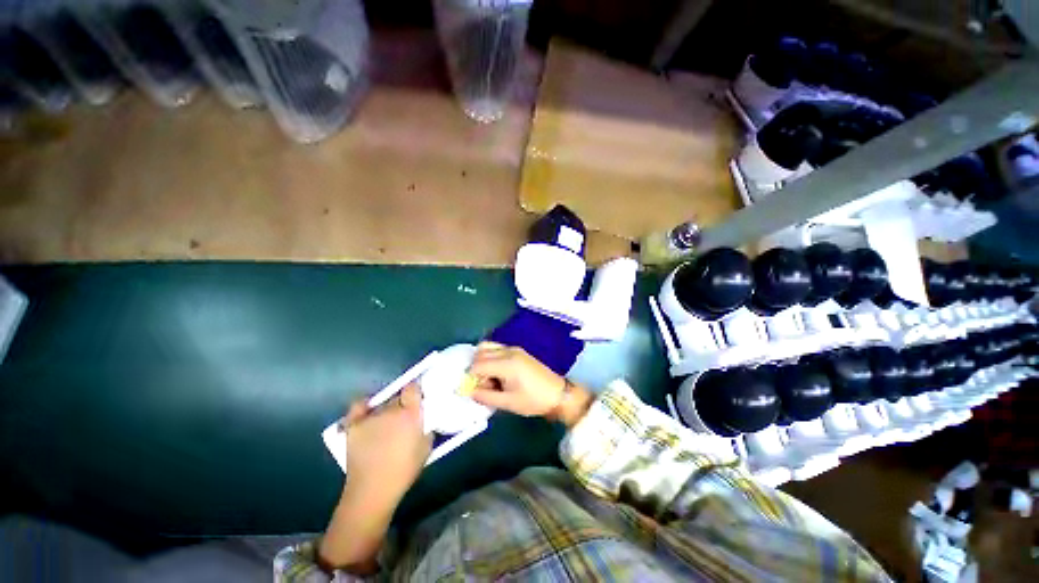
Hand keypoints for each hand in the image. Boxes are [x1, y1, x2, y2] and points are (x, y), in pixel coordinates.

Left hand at [344, 383, 431, 502]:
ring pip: (382, 403)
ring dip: (386, 409)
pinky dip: (364, 406)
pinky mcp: (353, 425)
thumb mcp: (426, 447)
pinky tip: (368, 412)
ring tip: (385, 423)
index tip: (417, 398)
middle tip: (404, 416)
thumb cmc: (404, 471)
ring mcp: (370, 417)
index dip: (415, 390)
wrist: (372, 491)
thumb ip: (426, 426)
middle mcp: (390, 410)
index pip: (413, 388)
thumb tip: (423, 417)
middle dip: (402, 404)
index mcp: (410, 414)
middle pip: (397, 397)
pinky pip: (359, 405)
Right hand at [468, 342, 593, 426]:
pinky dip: (491, 358)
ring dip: (482, 361)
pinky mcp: (518, 351)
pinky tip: (498, 374)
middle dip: (476, 368)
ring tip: (490, 379)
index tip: (474, 390)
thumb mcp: (508, 402)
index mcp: (506, 363)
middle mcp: (508, 351)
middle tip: (483, 386)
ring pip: (488, 347)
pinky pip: (497, 349)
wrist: (558, 393)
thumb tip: (469, 391)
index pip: (477, 365)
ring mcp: (514, 349)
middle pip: (480, 352)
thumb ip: (486, 397)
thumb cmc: (533, 400)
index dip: (471, 378)